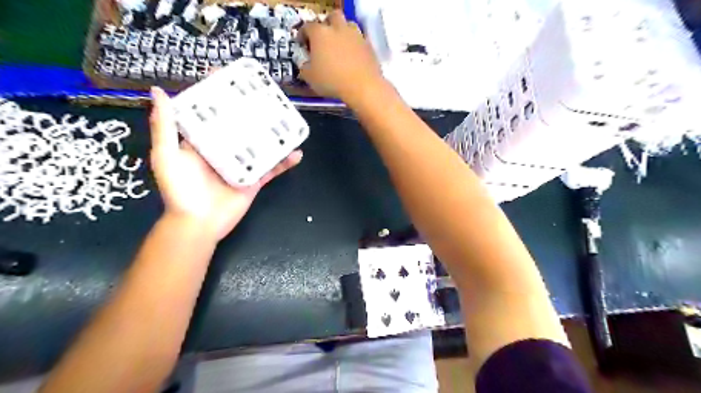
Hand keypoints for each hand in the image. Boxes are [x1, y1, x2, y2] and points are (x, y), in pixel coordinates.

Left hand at [147, 87, 301, 239]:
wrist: (198, 224)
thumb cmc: (180, 190)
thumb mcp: (166, 155)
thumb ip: (165, 127)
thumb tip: (160, 92)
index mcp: (203, 141)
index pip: (212, 113)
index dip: (219, 96)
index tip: (230, 77)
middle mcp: (224, 150)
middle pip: (240, 126)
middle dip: (252, 111)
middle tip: (266, 96)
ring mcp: (242, 164)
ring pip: (260, 145)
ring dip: (274, 134)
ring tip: (287, 119)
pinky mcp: (255, 180)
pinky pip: (272, 169)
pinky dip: (285, 162)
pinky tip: (297, 152)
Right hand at [298, 11, 385, 102]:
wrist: (362, 87)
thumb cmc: (332, 81)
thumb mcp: (310, 78)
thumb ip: (305, 68)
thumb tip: (306, 65)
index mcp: (320, 33)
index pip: (308, 27)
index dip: (303, 35)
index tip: (302, 44)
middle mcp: (338, 29)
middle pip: (332, 17)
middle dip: (327, 25)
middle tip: (324, 38)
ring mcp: (356, 35)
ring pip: (349, 25)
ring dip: (343, 32)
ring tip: (340, 46)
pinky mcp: (369, 46)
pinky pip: (359, 41)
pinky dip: (355, 46)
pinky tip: (353, 57)